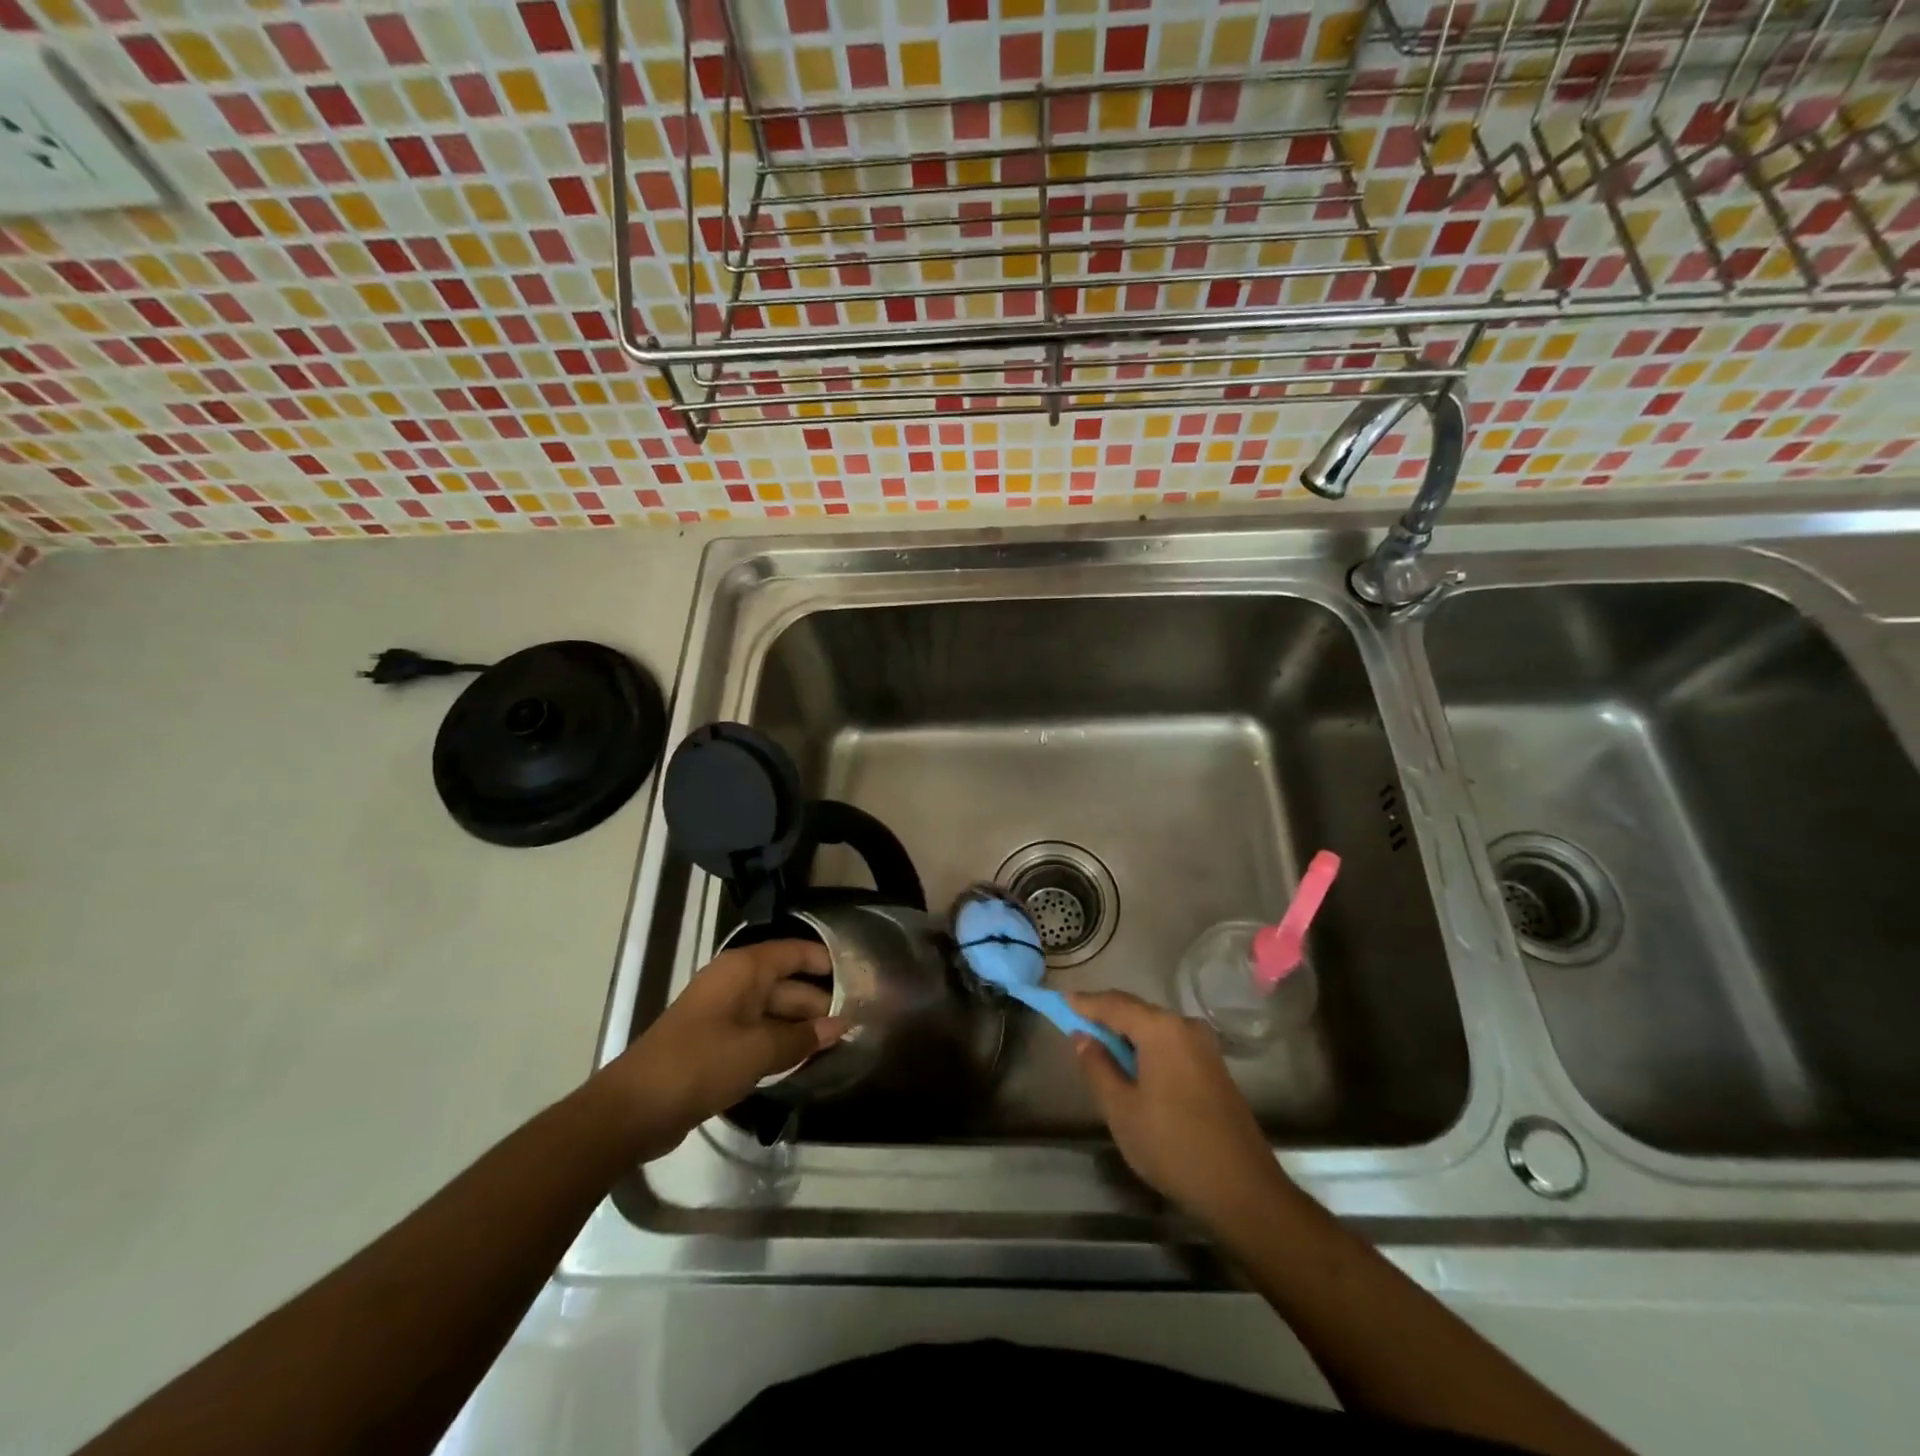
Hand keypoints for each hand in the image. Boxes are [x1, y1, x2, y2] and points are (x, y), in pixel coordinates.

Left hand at [611, 940, 843, 1158]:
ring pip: (775, 1011)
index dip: (827, 962)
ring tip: (840, 1041)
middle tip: (859, 1020)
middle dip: (820, 1001)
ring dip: (802, 1026)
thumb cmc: (700, 1064)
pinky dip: (781, 1042)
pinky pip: (759, 1033)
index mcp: (744, 970)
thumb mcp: (758, 1051)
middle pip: (788, 983)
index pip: (796, 952)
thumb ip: (802, 1038)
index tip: (860, 978)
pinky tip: (805, 1058)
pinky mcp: (717, 1042)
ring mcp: (725, 1013)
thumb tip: (841, 1027)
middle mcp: (736, 983)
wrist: (635, 1108)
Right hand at [1068, 990, 1285, 1225]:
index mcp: (1161, 1029)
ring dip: (1126, 1034)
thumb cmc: (1173, 1146)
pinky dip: (1146, 1047)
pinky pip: (1171, 1043)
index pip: (1113, 1004)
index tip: (1060, 1001)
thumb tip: (1083, 1038)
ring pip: (1155, 1028)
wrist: (1243, 1190)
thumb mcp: (1121, 1109)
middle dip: (1105, 1016)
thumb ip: (1097, 1067)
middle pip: (1136, 1011)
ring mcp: (1204, 1047)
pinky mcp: (1214, 1067)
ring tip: (1099, 1047)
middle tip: (1076, 1024)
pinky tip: (1133, 1067)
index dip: (1084, 1002)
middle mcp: (1185, 1027)